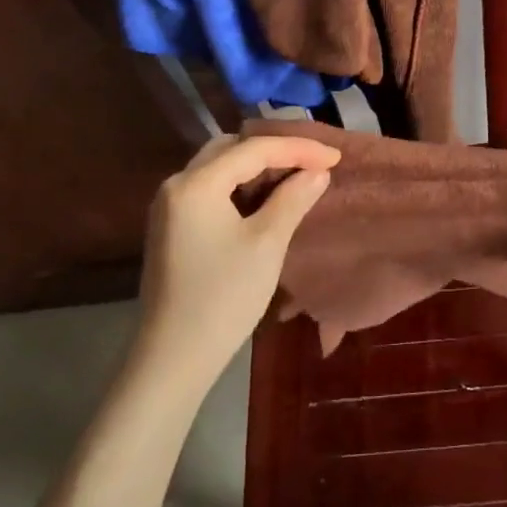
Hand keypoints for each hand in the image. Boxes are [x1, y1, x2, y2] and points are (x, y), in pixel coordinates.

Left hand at [135, 132, 340, 383]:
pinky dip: (241, 184)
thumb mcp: (267, 244)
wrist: (173, 358)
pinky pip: (212, 188)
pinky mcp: (173, 226)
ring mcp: (170, 206)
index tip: (336, 156)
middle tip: (315, 161)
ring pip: (220, 167)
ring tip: (298, 174)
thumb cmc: (223, 298)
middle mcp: (176, 184)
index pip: (254, 149)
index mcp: (195, 183)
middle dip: (276, 150)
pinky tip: (267, 196)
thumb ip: (293, 198)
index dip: (298, 148)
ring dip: (258, 166)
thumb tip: (317, 172)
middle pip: (232, 149)